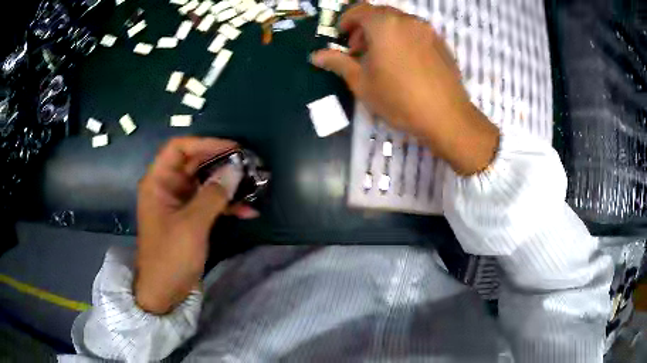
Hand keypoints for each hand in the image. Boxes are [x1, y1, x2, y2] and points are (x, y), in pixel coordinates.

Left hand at [135, 137, 251, 313]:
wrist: (164, 292)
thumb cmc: (170, 257)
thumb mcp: (191, 225)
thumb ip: (213, 195)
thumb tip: (235, 169)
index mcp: (158, 182)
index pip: (178, 148)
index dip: (204, 143)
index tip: (232, 148)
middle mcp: (168, 187)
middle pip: (195, 163)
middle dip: (221, 162)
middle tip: (249, 164)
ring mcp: (180, 203)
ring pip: (205, 183)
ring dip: (228, 183)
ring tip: (254, 184)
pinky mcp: (191, 218)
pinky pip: (210, 202)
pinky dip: (227, 204)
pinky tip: (249, 211)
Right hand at [310, 4, 498, 174]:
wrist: (446, 116)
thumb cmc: (399, 99)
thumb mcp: (362, 82)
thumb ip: (338, 63)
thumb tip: (315, 56)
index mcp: (385, 25)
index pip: (360, 9)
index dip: (347, 20)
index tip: (342, 35)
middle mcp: (407, 20)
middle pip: (380, 13)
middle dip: (365, 26)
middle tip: (360, 49)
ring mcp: (427, 30)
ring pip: (399, 21)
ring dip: (385, 31)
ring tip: (383, 56)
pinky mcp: (441, 42)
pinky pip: (416, 31)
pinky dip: (403, 37)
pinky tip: (404, 61)